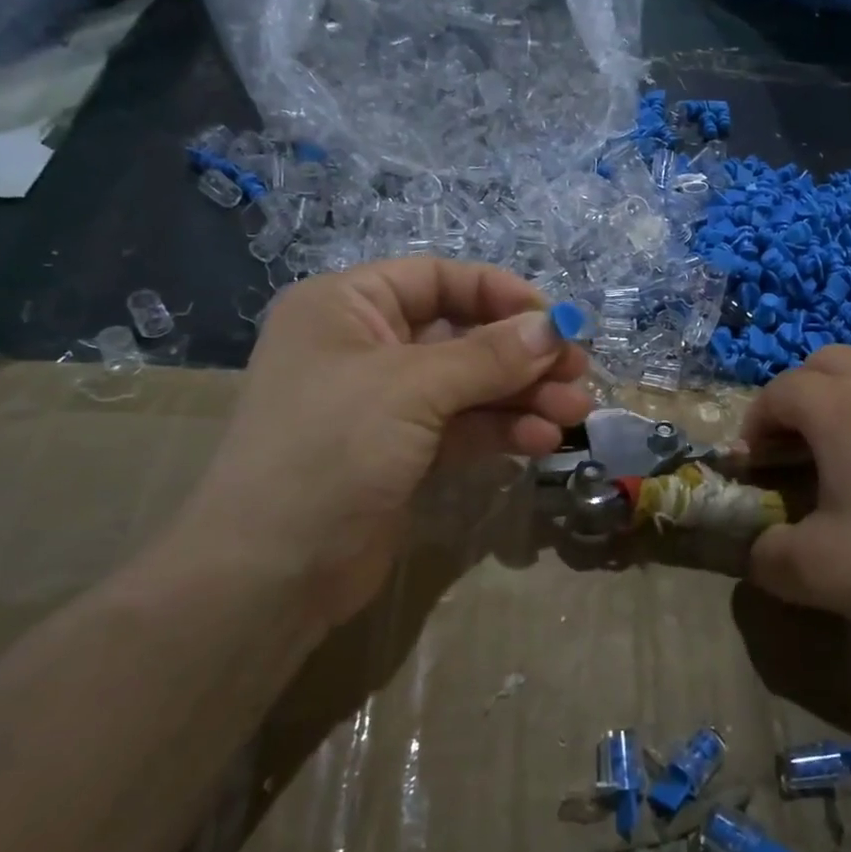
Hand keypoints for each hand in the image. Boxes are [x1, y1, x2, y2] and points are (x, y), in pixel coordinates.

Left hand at [167, 258, 591, 639]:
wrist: (270, 573)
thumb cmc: (330, 450)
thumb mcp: (412, 388)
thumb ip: (489, 356)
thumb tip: (556, 327)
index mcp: (347, 307)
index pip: (437, 278)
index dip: (499, 294)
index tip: (555, 320)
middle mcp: (366, 347)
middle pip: (462, 335)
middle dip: (522, 355)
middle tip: (579, 372)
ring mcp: (385, 404)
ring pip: (469, 385)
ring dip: (522, 396)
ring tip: (575, 413)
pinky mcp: (402, 453)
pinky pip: (462, 427)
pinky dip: (502, 430)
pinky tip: (541, 441)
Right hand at [743, 347, 850, 681]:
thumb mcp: (818, 574)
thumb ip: (766, 557)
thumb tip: (758, 550)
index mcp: (842, 408)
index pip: (779, 391)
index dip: (755, 424)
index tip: (756, 465)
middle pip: (824, 363)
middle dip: (797, 398)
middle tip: (798, 449)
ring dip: (847, 396)